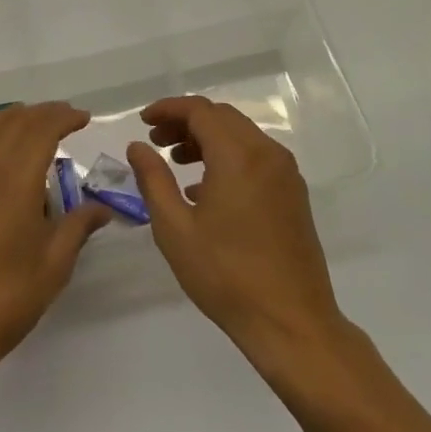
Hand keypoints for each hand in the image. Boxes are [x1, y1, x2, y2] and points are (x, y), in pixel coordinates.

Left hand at [0, 102, 111, 373]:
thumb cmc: (7, 297)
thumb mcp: (55, 263)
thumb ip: (79, 226)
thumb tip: (103, 208)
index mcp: (15, 180)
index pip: (41, 129)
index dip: (64, 118)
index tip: (84, 119)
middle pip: (14, 122)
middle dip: (43, 114)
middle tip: (67, 119)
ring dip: (15, 118)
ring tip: (36, 125)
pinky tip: (1, 149)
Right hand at [129, 97, 344, 364]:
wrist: (291, 322)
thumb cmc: (226, 275)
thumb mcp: (175, 228)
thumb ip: (153, 180)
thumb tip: (138, 147)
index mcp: (238, 156)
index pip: (200, 111)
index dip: (168, 109)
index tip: (143, 121)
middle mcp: (267, 154)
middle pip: (222, 118)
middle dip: (186, 122)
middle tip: (156, 142)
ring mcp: (286, 174)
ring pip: (241, 136)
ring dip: (207, 139)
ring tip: (176, 162)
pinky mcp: (293, 194)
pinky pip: (256, 157)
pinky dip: (228, 157)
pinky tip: (205, 189)